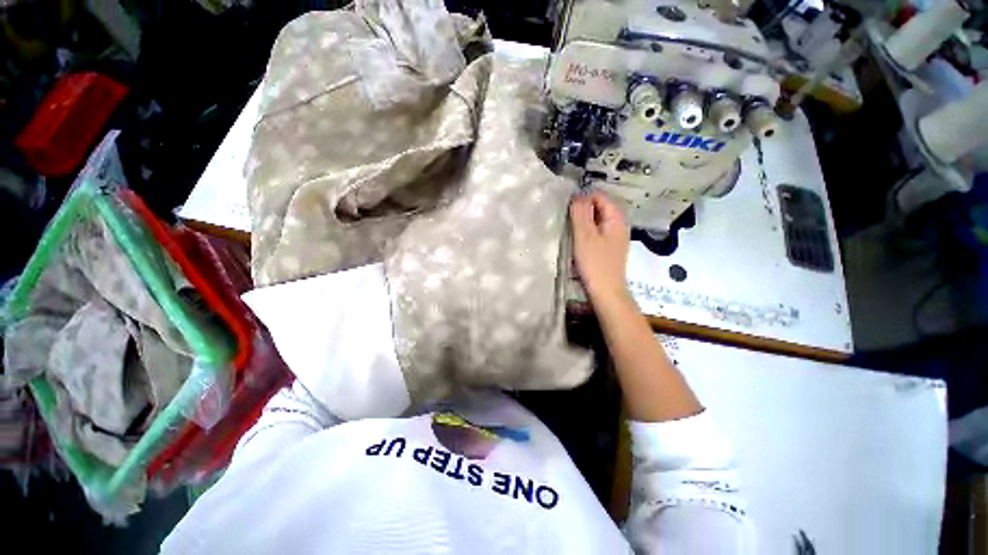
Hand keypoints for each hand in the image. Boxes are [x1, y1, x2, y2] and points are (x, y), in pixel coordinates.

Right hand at [570, 192, 630, 304]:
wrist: (606, 291)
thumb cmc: (594, 263)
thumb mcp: (584, 235)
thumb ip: (580, 213)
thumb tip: (577, 195)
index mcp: (616, 218)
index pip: (599, 197)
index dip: (583, 200)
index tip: (568, 212)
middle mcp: (620, 225)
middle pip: (599, 209)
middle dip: (583, 212)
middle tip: (568, 223)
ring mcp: (616, 238)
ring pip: (598, 222)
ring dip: (584, 224)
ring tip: (572, 233)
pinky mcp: (611, 249)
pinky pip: (598, 233)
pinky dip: (588, 234)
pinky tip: (580, 244)